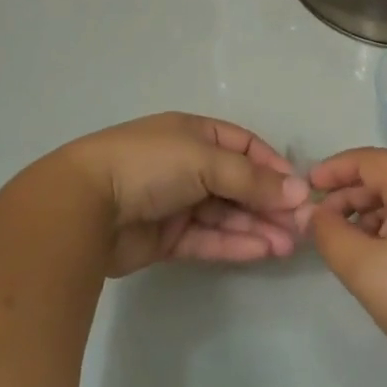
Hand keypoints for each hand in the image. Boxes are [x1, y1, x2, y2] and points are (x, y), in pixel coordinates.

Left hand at [60, 113, 309, 274]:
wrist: (83, 206)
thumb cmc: (149, 165)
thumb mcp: (204, 160)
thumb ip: (252, 180)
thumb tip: (299, 191)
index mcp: (194, 134)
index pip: (245, 147)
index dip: (273, 167)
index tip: (300, 190)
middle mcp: (187, 165)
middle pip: (239, 184)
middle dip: (270, 203)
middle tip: (302, 227)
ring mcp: (177, 202)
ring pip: (227, 215)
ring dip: (258, 227)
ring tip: (289, 245)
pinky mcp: (167, 238)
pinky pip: (209, 239)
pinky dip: (236, 244)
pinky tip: (263, 252)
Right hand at [307, 148, 386, 386]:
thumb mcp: (365, 270)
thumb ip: (331, 234)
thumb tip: (314, 214)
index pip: (373, 160)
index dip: (336, 169)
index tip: (307, 186)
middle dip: (352, 195)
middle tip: (322, 223)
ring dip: (373, 213)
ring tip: (347, 243)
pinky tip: (380, 253)